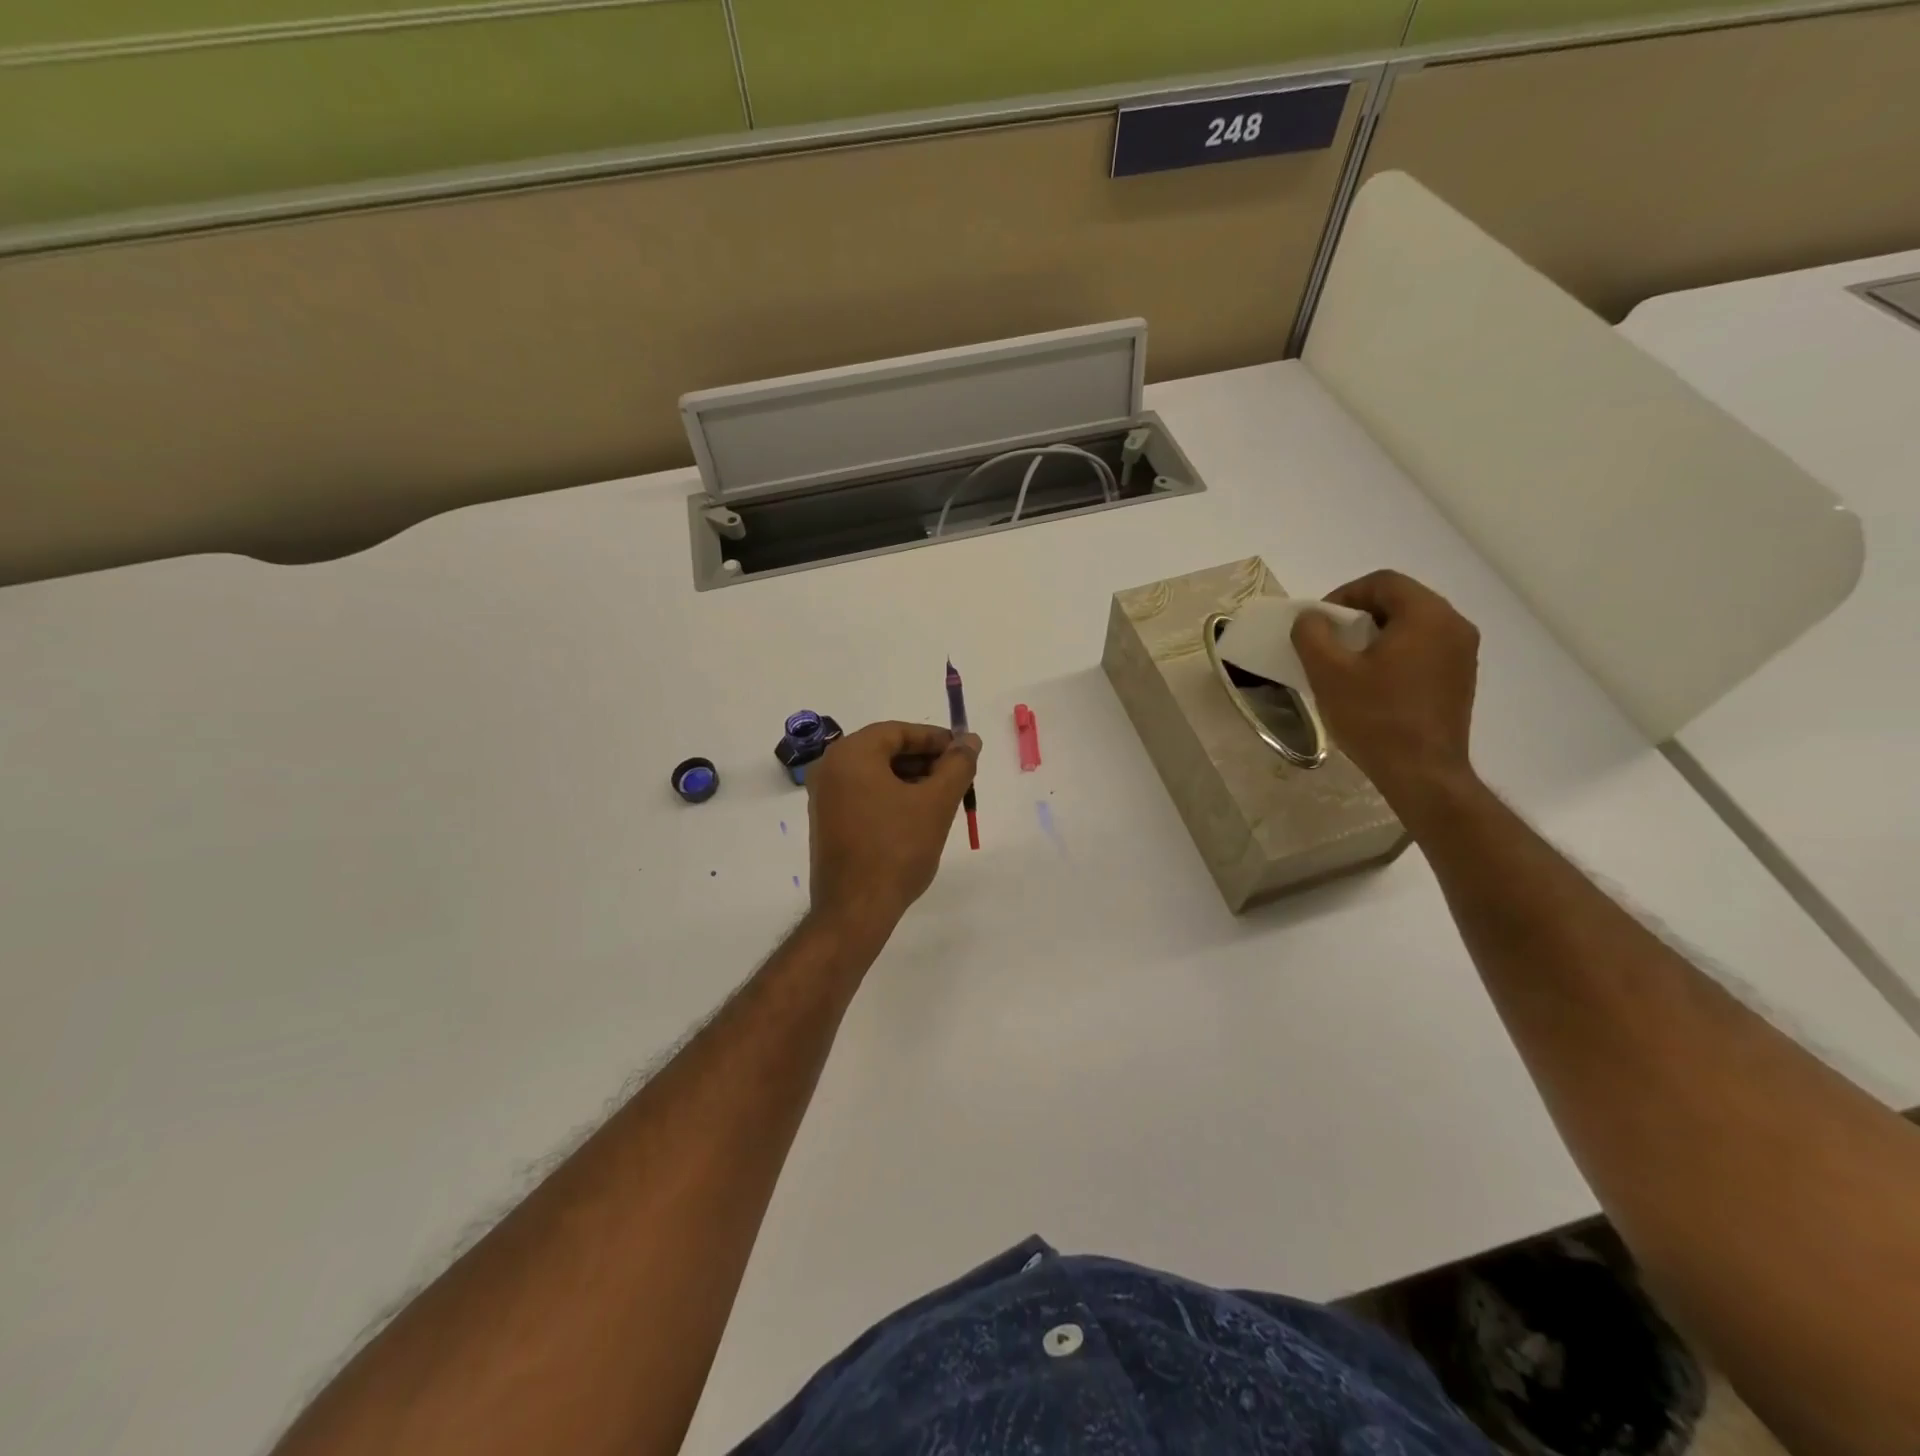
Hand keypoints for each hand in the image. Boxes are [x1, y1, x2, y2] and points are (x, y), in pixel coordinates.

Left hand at [805, 721, 980, 930]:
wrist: (855, 909)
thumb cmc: (897, 849)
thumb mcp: (936, 803)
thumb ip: (958, 765)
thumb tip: (970, 740)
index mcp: (851, 754)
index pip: (899, 732)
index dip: (936, 739)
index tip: (964, 753)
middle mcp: (830, 768)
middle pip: (886, 750)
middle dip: (925, 761)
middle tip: (958, 777)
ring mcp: (824, 797)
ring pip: (876, 774)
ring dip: (911, 780)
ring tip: (944, 798)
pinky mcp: (826, 822)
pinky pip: (864, 795)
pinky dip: (892, 797)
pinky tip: (917, 816)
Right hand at [1291, 570, 1481, 815]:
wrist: (1422, 774)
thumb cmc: (1375, 718)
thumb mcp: (1329, 673)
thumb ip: (1312, 634)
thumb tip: (1311, 618)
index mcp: (1427, 615)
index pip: (1382, 582)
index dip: (1343, 595)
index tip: (1319, 624)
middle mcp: (1454, 626)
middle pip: (1400, 601)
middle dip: (1359, 616)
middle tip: (1328, 643)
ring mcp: (1462, 654)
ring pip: (1411, 627)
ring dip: (1376, 636)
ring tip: (1347, 665)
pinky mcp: (1460, 679)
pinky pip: (1423, 650)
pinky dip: (1394, 655)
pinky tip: (1372, 684)